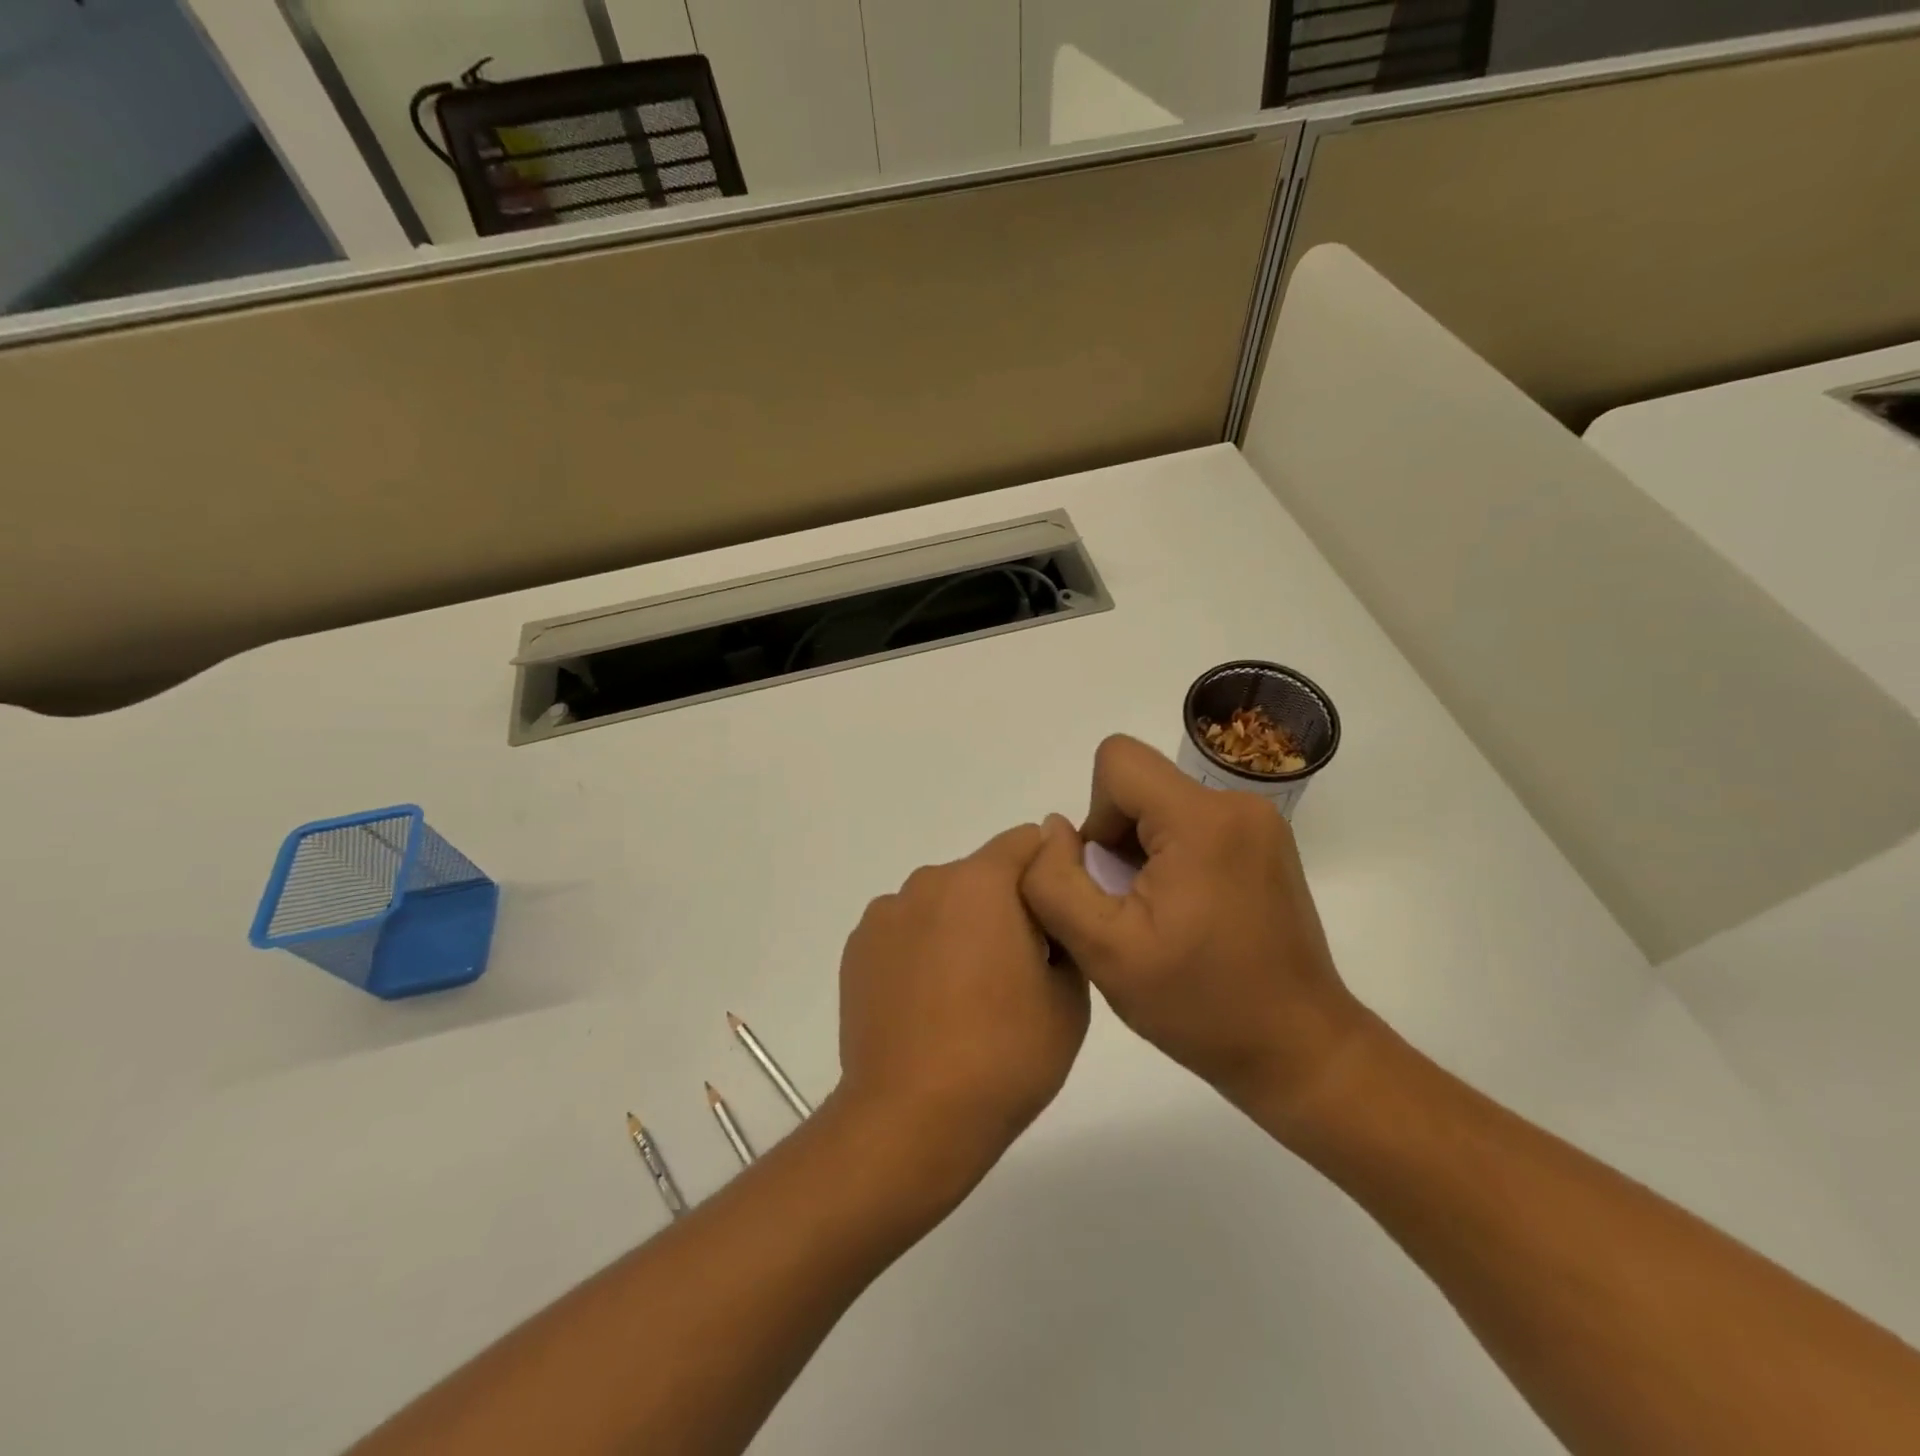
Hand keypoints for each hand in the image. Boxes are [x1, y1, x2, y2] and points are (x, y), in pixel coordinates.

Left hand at [835, 825, 1089, 1198]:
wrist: (912, 1118)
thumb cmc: (1004, 1055)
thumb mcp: (1069, 997)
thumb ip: (1065, 929)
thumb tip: (1050, 904)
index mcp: (981, 882)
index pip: (1028, 841)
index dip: (1051, 870)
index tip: (1059, 916)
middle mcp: (928, 882)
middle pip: (982, 873)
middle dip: (1005, 904)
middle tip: (1019, 967)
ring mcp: (885, 914)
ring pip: (941, 902)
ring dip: (960, 926)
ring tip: (966, 994)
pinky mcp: (857, 948)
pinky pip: (906, 930)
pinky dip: (922, 949)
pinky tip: (927, 1004)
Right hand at [1020, 735, 1371, 1119]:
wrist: (1297, 1049)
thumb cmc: (1200, 1005)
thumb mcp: (1104, 952)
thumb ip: (1055, 882)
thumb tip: (1053, 829)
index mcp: (1202, 820)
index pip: (1116, 762)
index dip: (1095, 815)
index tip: (1110, 878)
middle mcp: (1238, 804)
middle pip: (1139, 785)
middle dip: (1117, 840)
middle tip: (1130, 909)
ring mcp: (1259, 822)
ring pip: (1162, 805)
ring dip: (1141, 852)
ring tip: (1157, 917)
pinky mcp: (1265, 843)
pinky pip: (1192, 823)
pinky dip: (1171, 857)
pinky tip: (1183, 913)